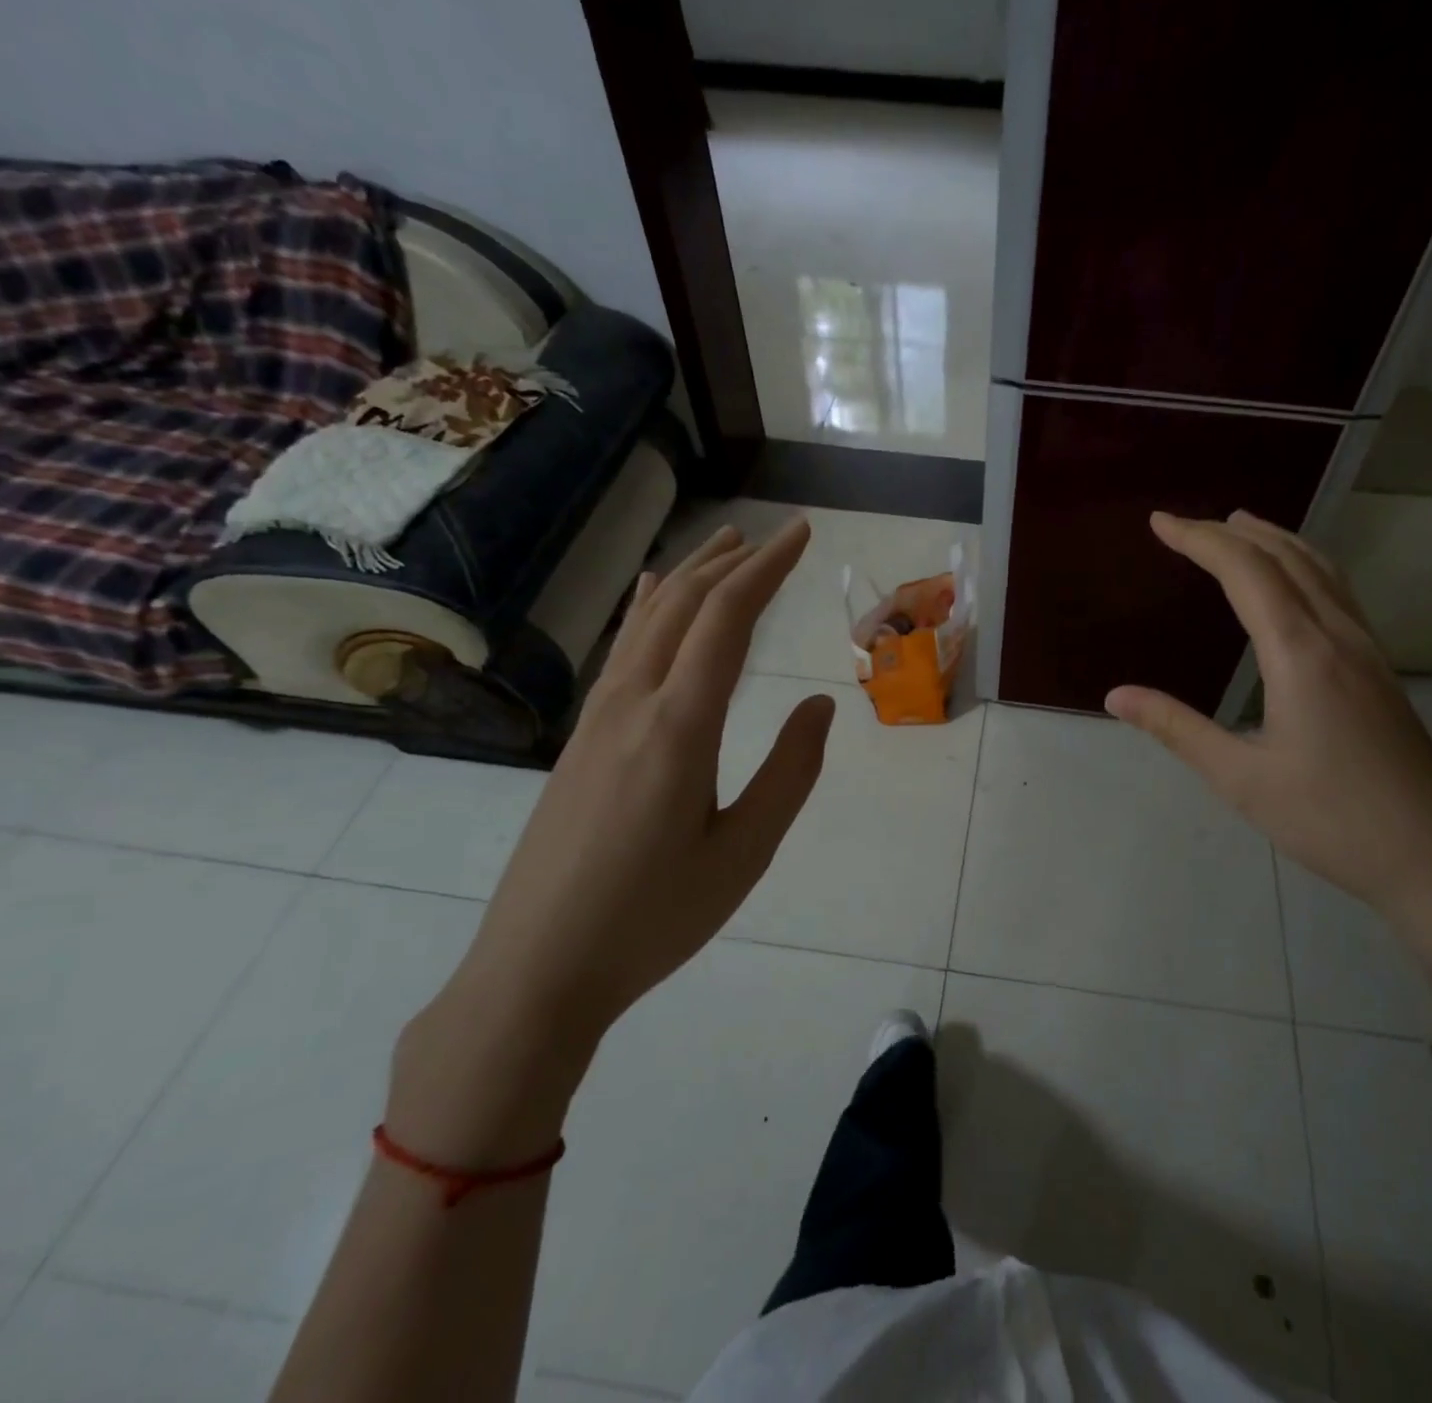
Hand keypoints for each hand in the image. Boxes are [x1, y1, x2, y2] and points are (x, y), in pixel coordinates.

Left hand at [453, 516, 833, 1035]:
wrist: (536, 971)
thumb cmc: (653, 918)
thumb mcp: (744, 852)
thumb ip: (790, 772)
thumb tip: (821, 705)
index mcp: (679, 727)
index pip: (727, 619)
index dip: (768, 568)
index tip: (801, 534)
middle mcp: (632, 705)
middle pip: (683, 606)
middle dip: (732, 562)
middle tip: (774, 536)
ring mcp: (596, 720)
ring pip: (647, 623)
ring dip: (690, 578)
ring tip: (723, 548)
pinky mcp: (579, 742)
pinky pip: (622, 653)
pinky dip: (647, 611)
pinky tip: (648, 598)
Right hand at [1106, 511, 1431, 959]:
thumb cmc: (1330, 821)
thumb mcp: (1240, 779)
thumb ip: (1176, 729)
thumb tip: (1115, 695)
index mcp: (1301, 654)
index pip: (1246, 572)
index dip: (1199, 540)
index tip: (1159, 522)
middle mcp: (1339, 637)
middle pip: (1286, 558)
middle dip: (1232, 533)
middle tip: (1186, 524)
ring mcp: (1369, 651)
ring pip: (1322, 571)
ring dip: (1276, 541)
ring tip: (1241, 528)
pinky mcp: (1381, 671)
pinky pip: (1339, 594)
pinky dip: (1305, 567)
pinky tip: (1295, 585)